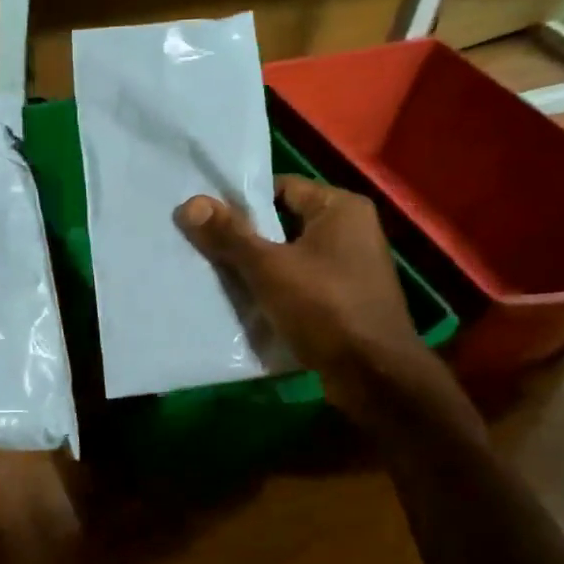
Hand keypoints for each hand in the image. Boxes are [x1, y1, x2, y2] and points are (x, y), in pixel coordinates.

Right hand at [174, 176, 446, 415]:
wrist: (374, 376)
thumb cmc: (325, 307)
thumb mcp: (269, 268)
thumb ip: (229, 235)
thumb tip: (189, 204)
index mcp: (341, 208)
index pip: (281, 188)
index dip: (242, 201)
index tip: (206, 219)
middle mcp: (351, 231)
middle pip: (283, 223)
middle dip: (245, 238)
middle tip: (202, 247)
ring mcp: (351, 268)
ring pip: (290, 258)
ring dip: (257, 269)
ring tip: (215, 276)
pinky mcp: (345, 301)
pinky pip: (301, 285)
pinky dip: (275, 292)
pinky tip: (244, 305)